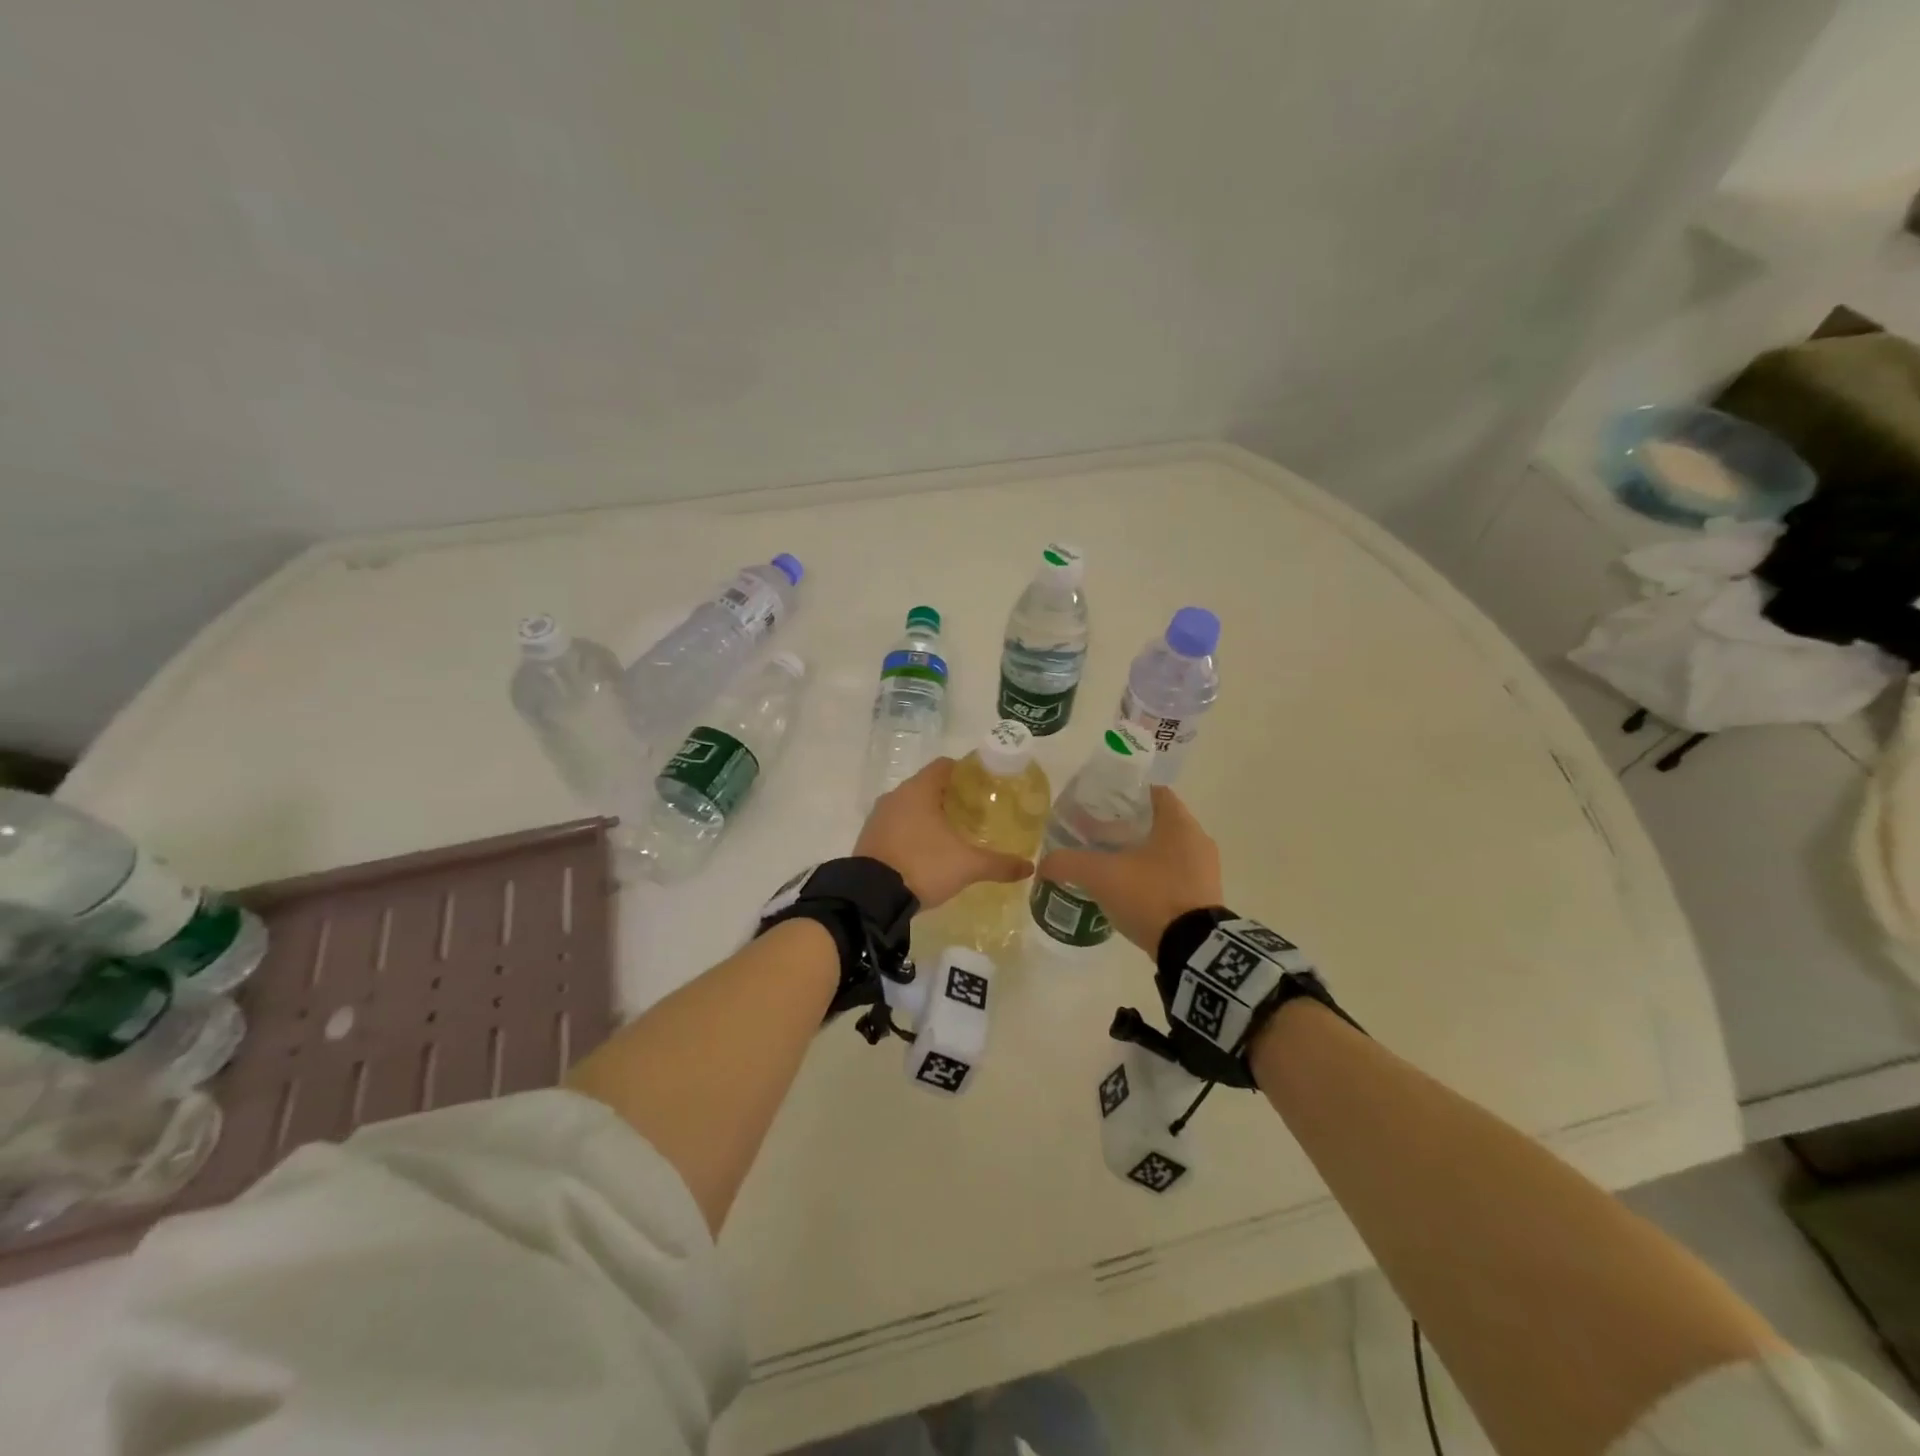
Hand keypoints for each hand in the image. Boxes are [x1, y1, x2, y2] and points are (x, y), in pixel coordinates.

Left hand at [854, 758, 1033, 909]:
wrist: (871, 897)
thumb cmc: (923, 866)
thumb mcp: (967, 866)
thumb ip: (999, 864)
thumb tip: (1028, 867)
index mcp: (919, 790)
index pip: (945, 766)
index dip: (966, 772)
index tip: (984, 786)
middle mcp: (896, 795)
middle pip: (928, 785)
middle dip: (950, 796)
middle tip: (975, 812)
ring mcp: (879, 816)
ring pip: (910, 806)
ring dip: (929, 815)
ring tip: (954, 833)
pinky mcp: (870, 837)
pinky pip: (897, 825)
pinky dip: (913, 831)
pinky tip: (928, 850)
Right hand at [1034, 787, 1221, 953]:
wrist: (1193, 950)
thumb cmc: (1150, 895)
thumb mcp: (1100, 875)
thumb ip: (1067, 863)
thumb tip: (1043, 864)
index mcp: (1178, 822)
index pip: (1153, 792)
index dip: (1125, 794)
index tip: (1100, 805)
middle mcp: (1197, 839)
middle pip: (1158, 821)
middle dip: (1128, 826)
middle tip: (1096, 835)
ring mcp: (1205, 870)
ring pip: (1166, 850)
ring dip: (1140, 853)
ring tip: (1109, 864)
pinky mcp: (1204, 897)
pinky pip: (1174, 875)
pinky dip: (1152, 877)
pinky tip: (1128, 890)